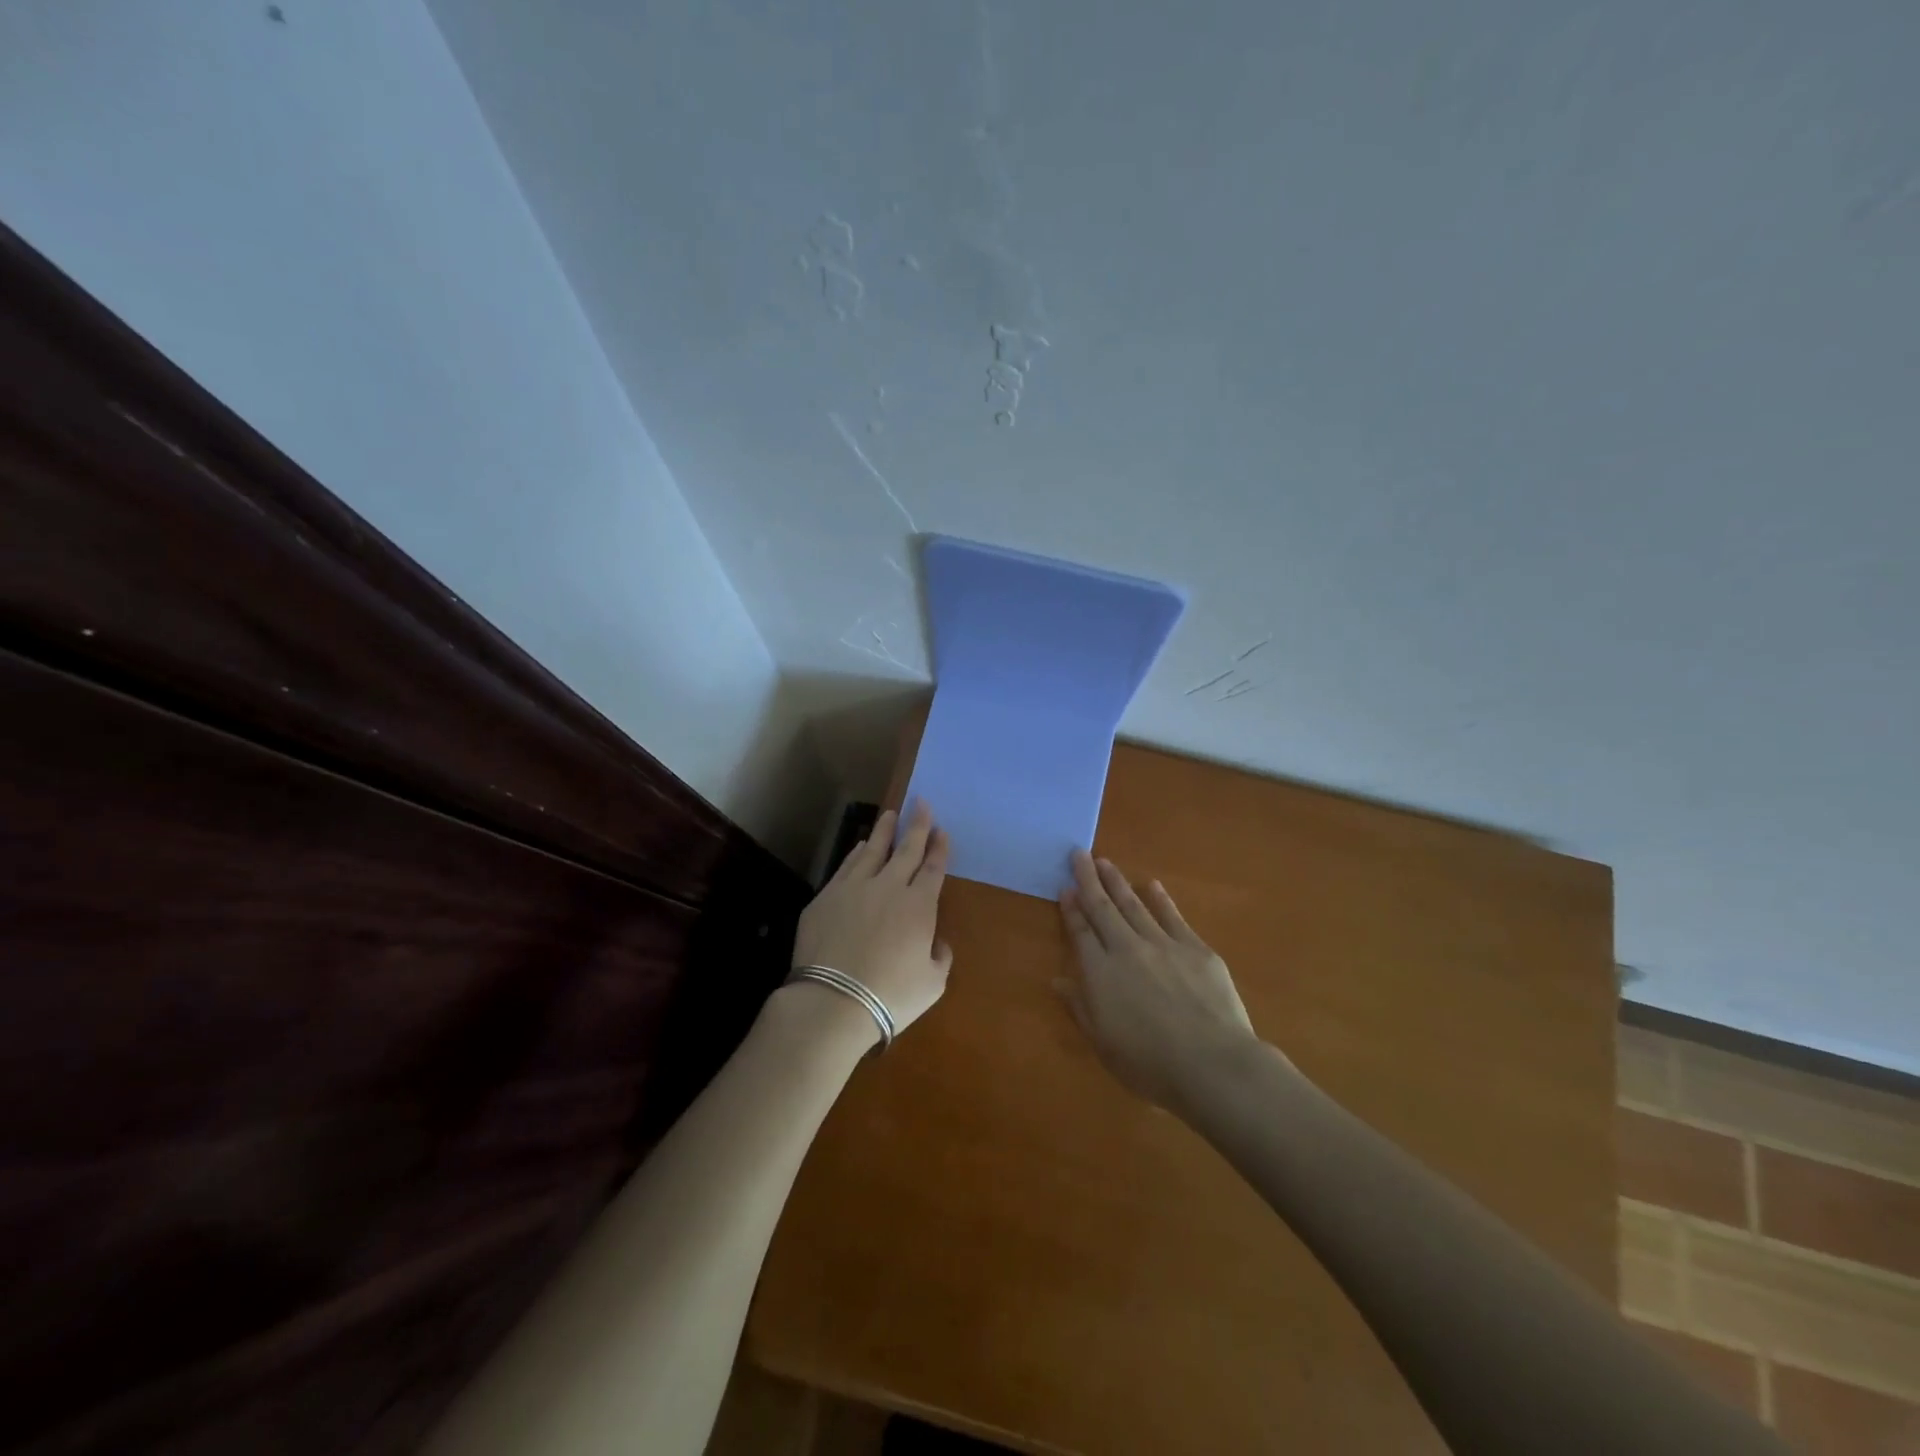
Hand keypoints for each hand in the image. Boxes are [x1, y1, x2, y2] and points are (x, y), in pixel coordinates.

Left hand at [790, 801, 953, 1040]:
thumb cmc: (891, 996)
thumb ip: (940, 957)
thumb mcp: (932, 984)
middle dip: (917, 825)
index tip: (941, 831)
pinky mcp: (827, 897)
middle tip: (921, 803)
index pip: (933, 869)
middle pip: (906, 850)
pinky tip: (860, 846)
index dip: (939, 848)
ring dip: (884, 831)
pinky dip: (857, 852)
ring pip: (873, 850)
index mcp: (919, 906)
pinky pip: (847, 866)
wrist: (833, 1000)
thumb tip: (936, 942)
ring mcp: (855, 888)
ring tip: (890, 815)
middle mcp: (889, 887)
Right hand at [1057, 849, 1257, 1110]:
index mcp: (1100, 973)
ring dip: (1117, 882)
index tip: (1065, 887)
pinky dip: (1161, 899)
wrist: (1213, 1064)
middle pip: (1103, 908)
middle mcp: (1126, 949)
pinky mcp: (1195, 949)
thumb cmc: (1150, 1064)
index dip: (1071, 909)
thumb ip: (1080, 1008)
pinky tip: (1153, 885)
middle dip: (1089, 880)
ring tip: (1105, 862)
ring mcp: (1163, 945)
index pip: (1081, 933)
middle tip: (1079, 854)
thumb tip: (1058, 980)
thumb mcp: (1103, 1044)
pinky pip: (1172, 916)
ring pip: (1134, 905)